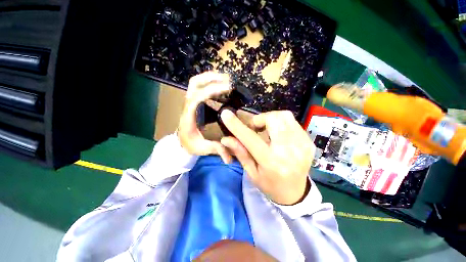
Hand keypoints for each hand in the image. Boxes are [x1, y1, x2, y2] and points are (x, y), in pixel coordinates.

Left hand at [178, 72, 231, 162]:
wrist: (181, 141)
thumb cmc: (190, 144)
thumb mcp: (202, 148)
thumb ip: (215, 150)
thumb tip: (229, 157)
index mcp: (188, 115)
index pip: (197, 97)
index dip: (212, 91)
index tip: (228, 89)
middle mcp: (188, 104)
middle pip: (195, 82)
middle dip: (212, 78)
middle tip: (228, 80)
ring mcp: (190, 101)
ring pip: (197, 82)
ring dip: (212, 78)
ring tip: (227, 81)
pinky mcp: (195, 101)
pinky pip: (201, 87)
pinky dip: (212, 84)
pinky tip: (222, 88)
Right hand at [220, 110, 314, 204]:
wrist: (296, 192)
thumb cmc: (269, 185)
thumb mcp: (251, 172)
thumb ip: (240, 153)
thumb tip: (226, 138)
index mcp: (271, 162)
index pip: (250, 138)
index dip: (236, 125)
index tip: (226, 114)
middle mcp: (289, 151)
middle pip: (273, 119)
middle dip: (260, 119)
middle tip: (255, 128)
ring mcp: (302, 144)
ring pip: (284, 116)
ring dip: (271, 119)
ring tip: (267, 130)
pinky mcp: (309, 141)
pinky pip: (292, 122)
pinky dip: (281, 124)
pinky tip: (278, 135)